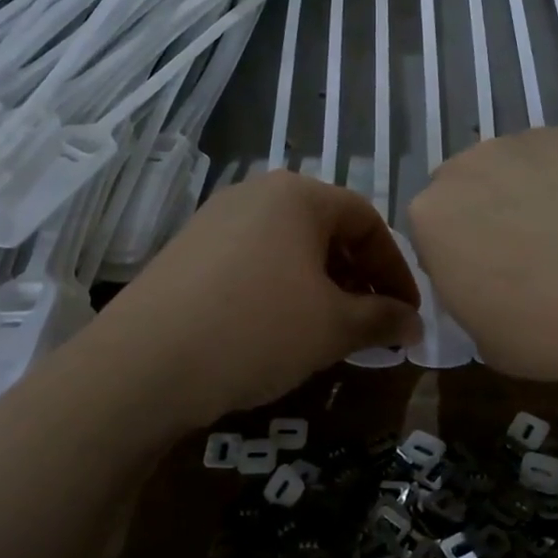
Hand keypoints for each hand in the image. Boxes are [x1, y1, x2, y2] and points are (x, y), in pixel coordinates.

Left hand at [86, 171, 419, 426]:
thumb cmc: (257, 329)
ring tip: (329, 331)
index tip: (408, 314)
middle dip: (358, 279)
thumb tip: (413, 323)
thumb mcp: (333, 327)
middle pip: (326, 230)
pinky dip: (280, 290)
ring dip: (320, 286)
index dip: (396, 269)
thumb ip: (382, 318)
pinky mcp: (187, 251)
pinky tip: (278, 330)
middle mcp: (254, 194)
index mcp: (297, 195)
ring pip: (288, 248)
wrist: (144, 364)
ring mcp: (214, 220)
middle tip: (372, 324)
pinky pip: (252, 262)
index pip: (367, 221)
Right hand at [408, 129, 557, 394]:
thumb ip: (469, 299)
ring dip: (533, 196)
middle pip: (470, 188)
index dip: (457, 258)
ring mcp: (535, 142)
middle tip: (528, 259)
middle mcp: (474, 164)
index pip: (431, 232)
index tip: (486, 284)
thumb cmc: (551, 331)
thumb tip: (491, 284)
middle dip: (489, 216)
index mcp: (433, 215)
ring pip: (520, 168)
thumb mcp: (485, 340)